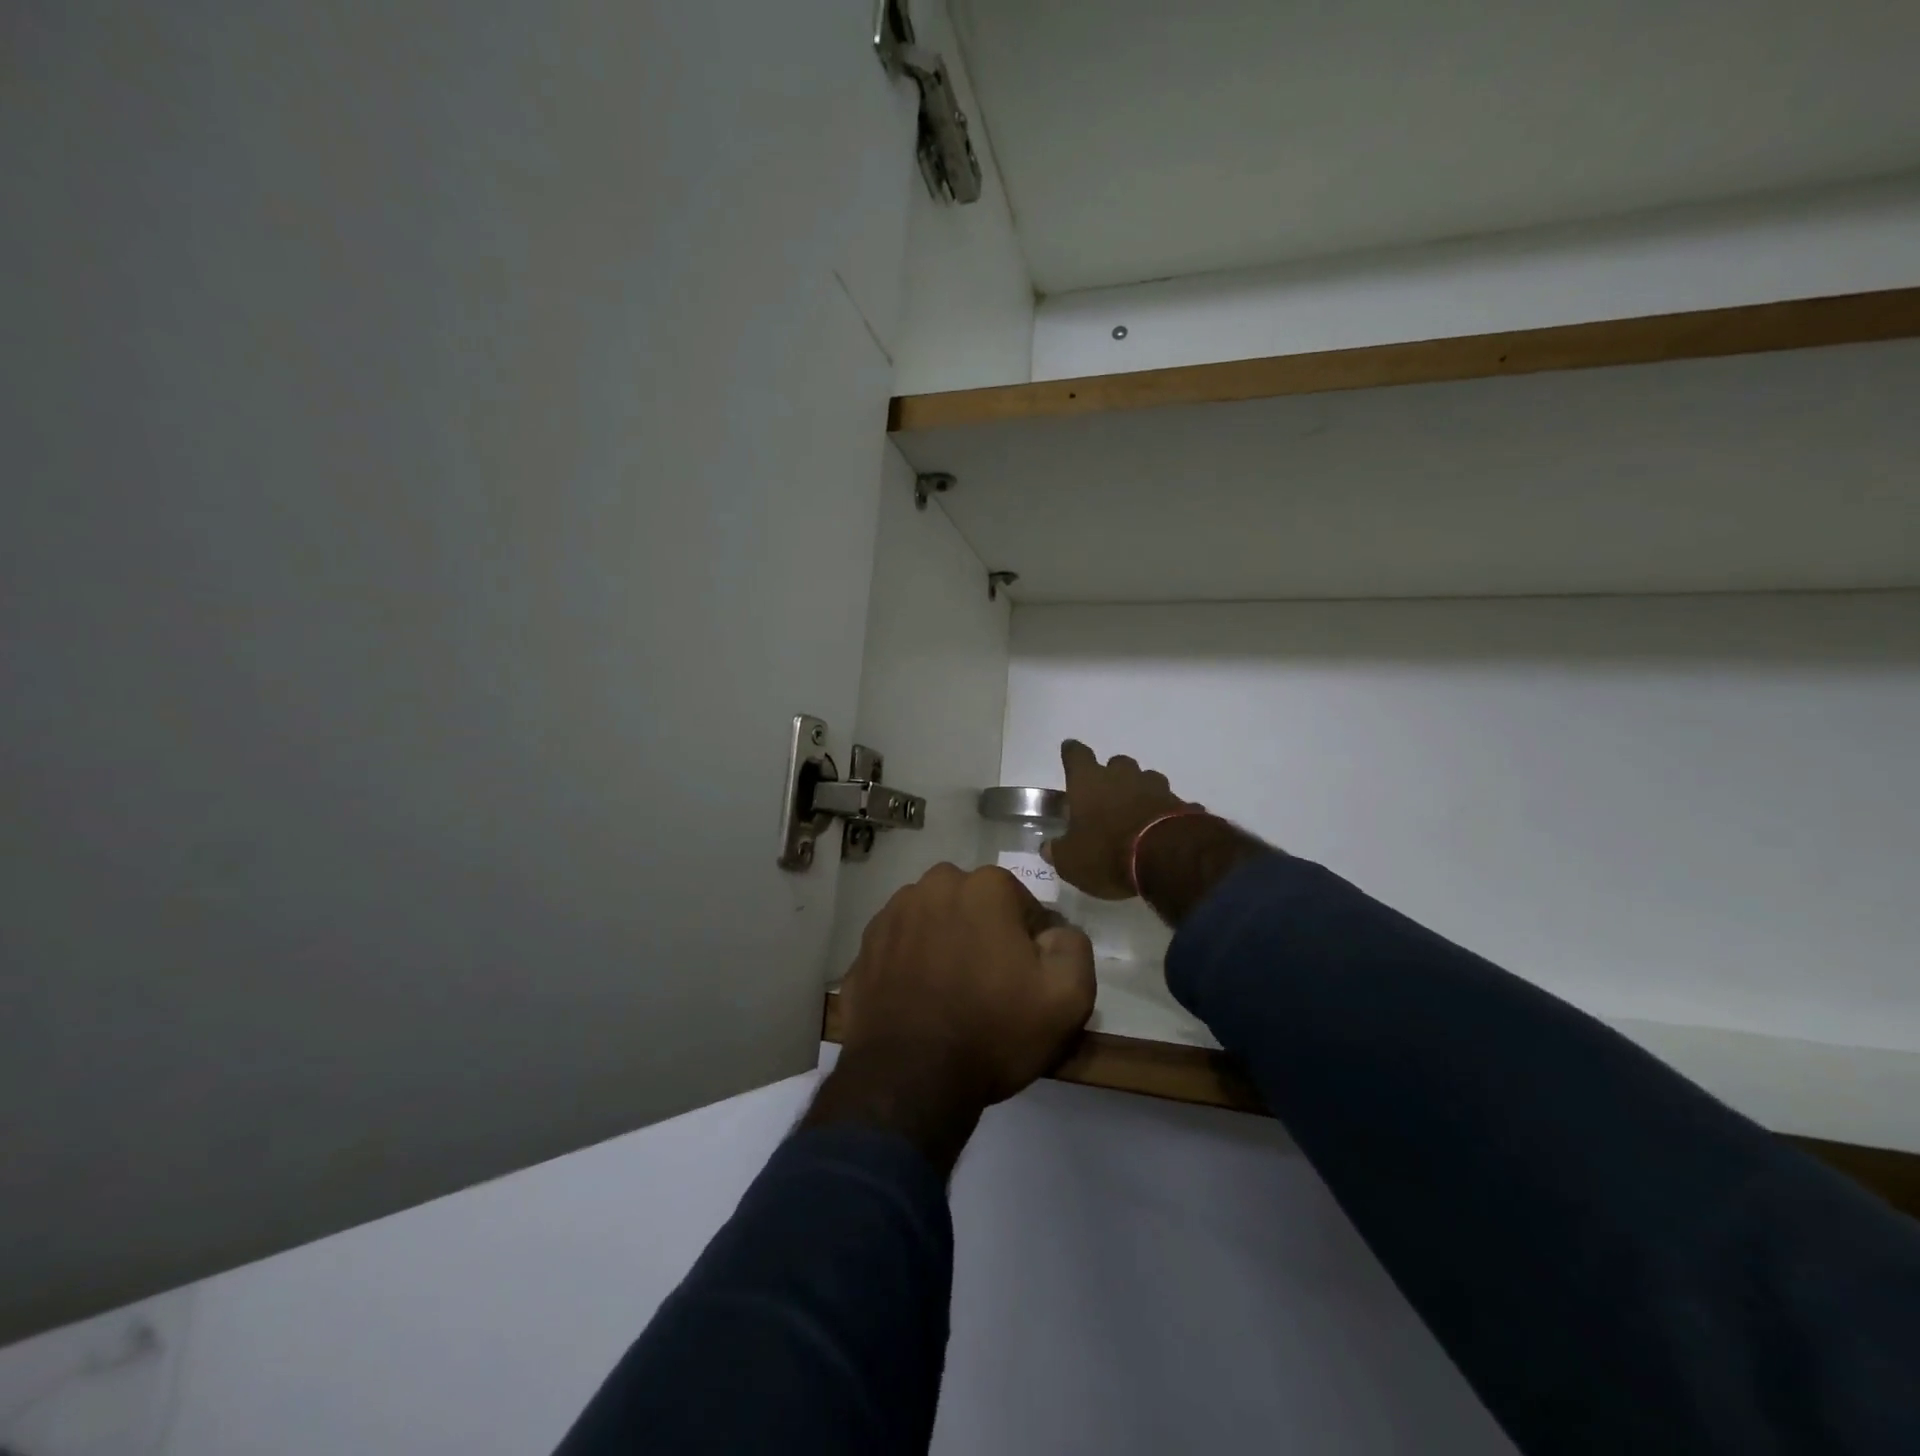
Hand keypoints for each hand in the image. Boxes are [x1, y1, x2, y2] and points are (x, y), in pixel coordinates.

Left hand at [812, 864, 1095, 1171]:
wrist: (910, 1079)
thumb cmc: (993, 1031)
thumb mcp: (1067, 997)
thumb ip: (1073, 946)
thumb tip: (1054, 931)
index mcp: (985, 886)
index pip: (1023, 905)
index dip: (1030, 943)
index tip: (1026, 980)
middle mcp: (935, 885)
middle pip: (974, 906)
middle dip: (984, 934)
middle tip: (988, 986)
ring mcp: (892, 914)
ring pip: (934, 921)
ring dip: (945, 944)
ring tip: (950, 994)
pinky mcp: (863, 946)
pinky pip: (900, 946)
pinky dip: (911, 964)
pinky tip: (918, 1001)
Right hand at [1042, 740, 1199, 899]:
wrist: (1166, 858)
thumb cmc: (1107, 853)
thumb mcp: (1071, 861)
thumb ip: (1058, 851)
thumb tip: (1049, 847)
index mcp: (1089, 782)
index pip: (1076, 755)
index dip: (1072, 753)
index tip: (1070, 749)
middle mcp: (1122, 776)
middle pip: (1116, 763)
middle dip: (1111, 775)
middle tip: (1106, 795)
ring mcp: (1155, 788)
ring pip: (1145, 779)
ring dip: (1139, 791)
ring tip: (1136, 813)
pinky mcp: (1180, 804)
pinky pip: (1168, 803)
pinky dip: (1163, 812)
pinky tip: (1161, 829)